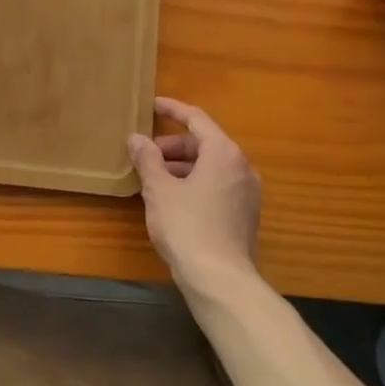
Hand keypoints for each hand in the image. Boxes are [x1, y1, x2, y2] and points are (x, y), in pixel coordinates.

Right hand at [128, 97, 260, 291]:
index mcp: (224, 153)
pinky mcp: (245, 215)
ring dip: (181, 167)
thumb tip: (137, 139)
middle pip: (204, 144)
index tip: (152, 105)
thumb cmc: (187, 227)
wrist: (220, 280)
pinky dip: (194, 184)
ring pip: (210, 167)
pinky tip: (172, 200)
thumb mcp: (159, 190)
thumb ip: (148, 159)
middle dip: (172, 146)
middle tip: (144, 156)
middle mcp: (242, 167)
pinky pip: (217, 186)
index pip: (196, 119)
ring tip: (152, 180)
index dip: (172, 109)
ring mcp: (247, 192)